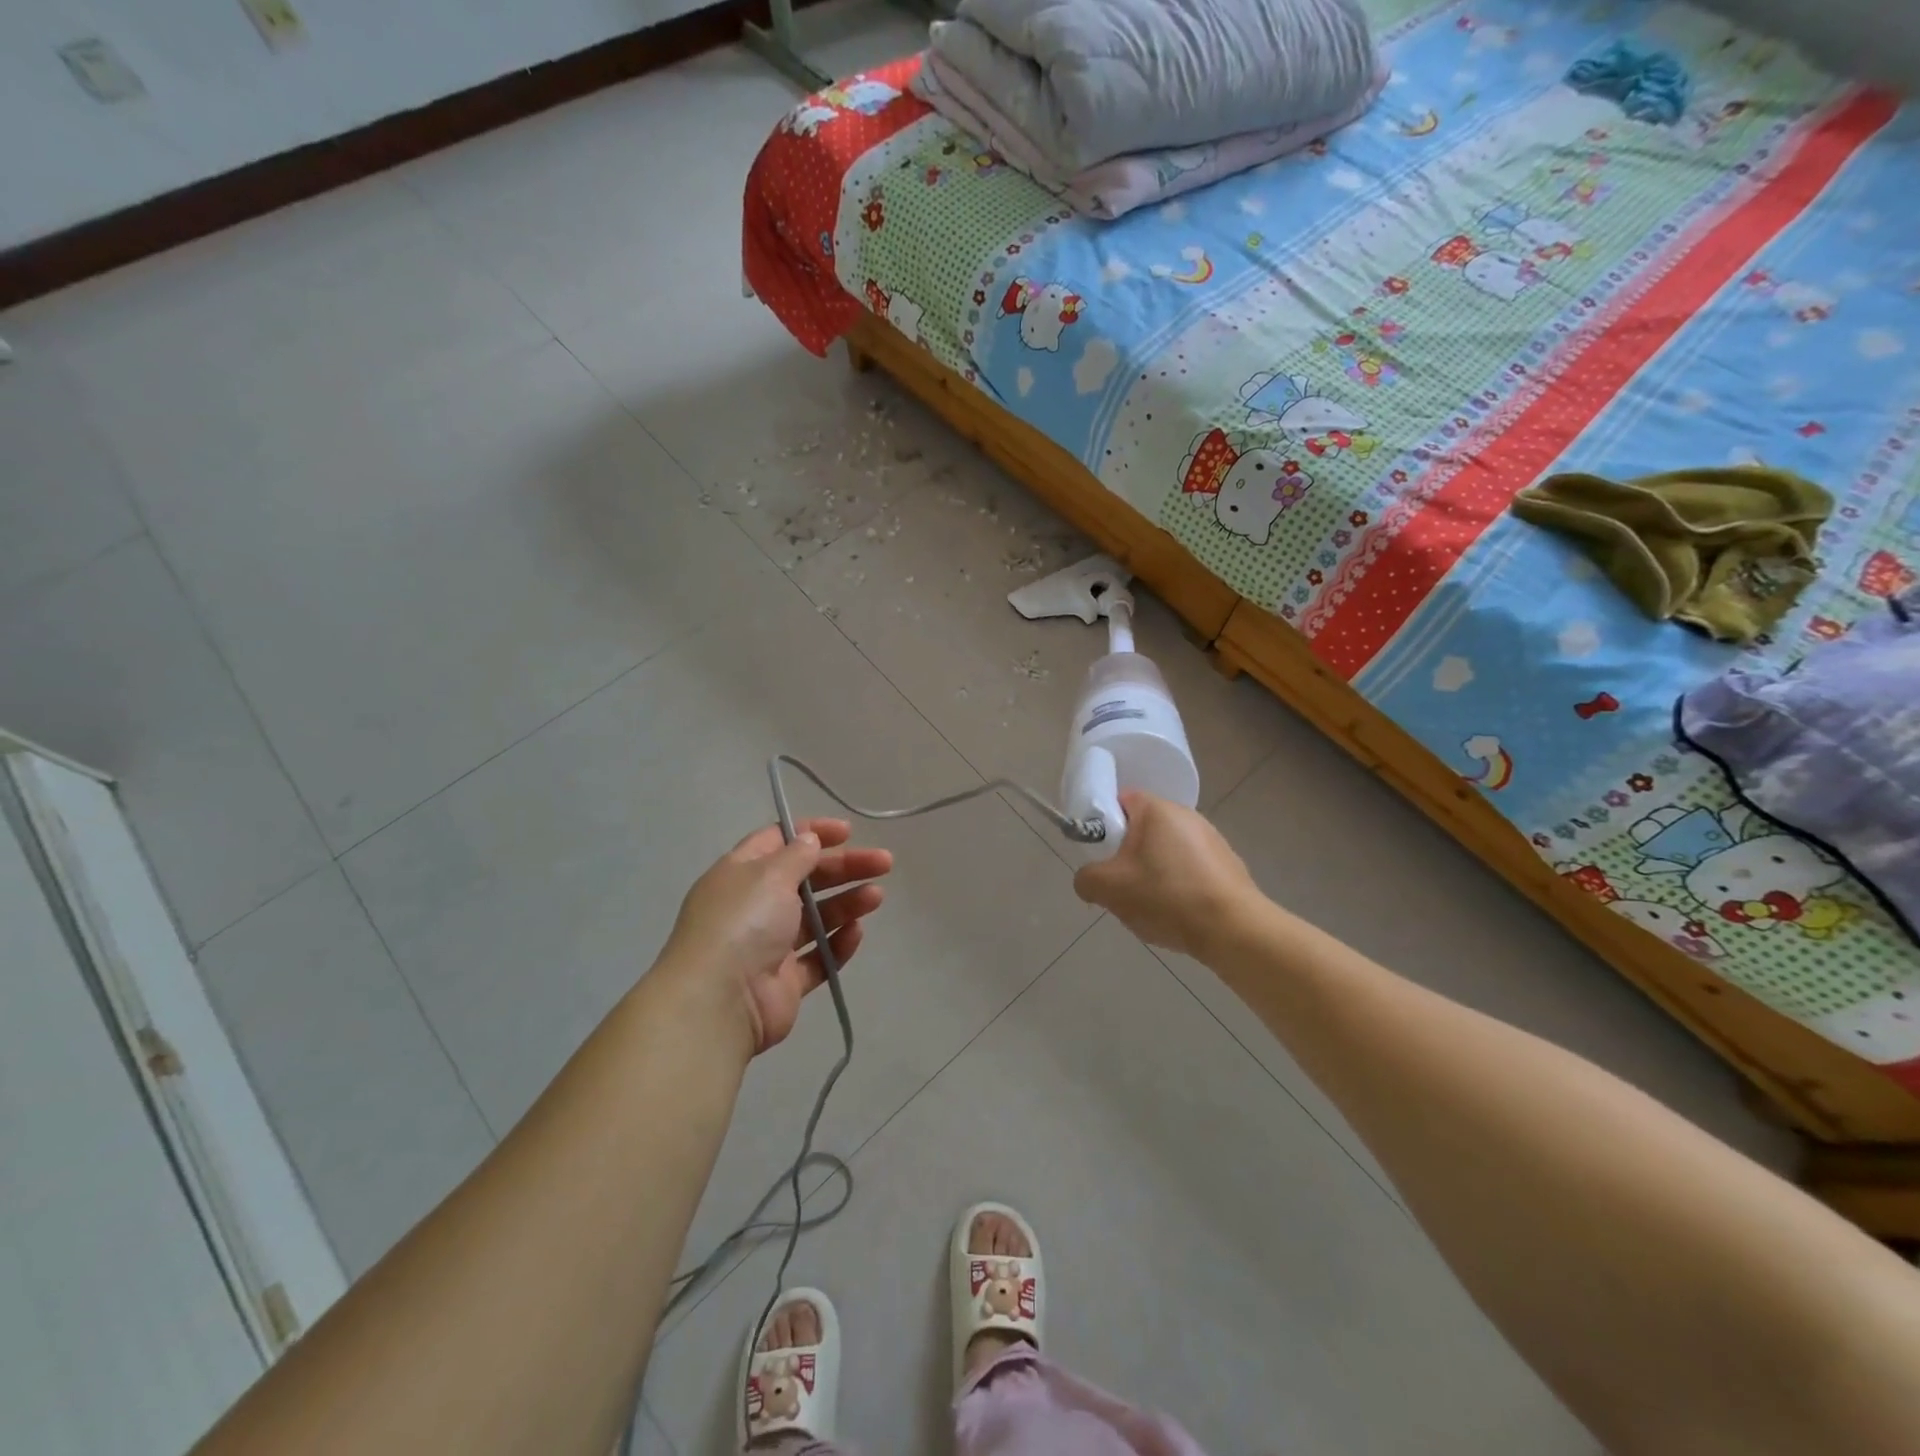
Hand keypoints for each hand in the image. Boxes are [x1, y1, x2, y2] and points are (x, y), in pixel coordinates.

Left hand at [662, 819, 891, 1052]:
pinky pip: (817, 958)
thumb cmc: (743, 923)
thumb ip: (796, 855)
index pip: (778, 842)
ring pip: (815, 918)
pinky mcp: (784, 982)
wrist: (720, 1001)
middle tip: (883, 863)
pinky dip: (837, 944)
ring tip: (876, 897)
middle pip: (805, 880)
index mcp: (740, 874)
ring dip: (846, 903)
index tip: (847, 832)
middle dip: (844, 868)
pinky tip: (856, 932)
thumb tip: (809, 841)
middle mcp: (752, 907)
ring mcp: (768, 947)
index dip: (812, 834)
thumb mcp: (769, 874)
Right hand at [1073, 792, 1261, 958]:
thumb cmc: (1166, 897)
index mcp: (1157, 809)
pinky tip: (1178, 912)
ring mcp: (1212, 839)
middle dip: (1128, 855)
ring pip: (1166, 851)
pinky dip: (1179, 885)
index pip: (1120, 801)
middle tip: (1121, 885)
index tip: (1102, 855)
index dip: (1104, 825)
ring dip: (1154, 872)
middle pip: (1143, 829)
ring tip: (1152, 906)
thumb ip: (1086, 878)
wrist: (1233, 930)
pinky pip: (1190, 869)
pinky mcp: (1228, 864)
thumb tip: (1089, 880)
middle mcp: (1187, 815)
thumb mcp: (1109, 889)